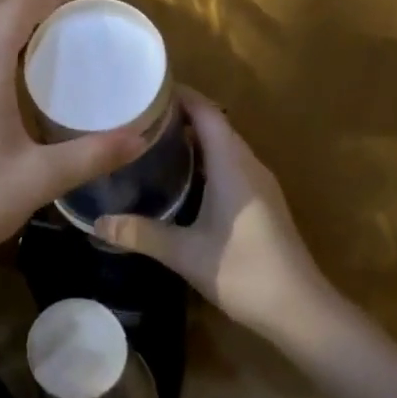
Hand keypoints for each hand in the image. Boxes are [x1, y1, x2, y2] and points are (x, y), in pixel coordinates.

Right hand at [95, 90, 334, 341]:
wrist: (299, 309)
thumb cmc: (243, 270)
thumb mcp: (185, 252)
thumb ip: (140, 234)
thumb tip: (97, 223)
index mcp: (233, 165)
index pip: (207, 112)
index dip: (180, 95)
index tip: (145, 89)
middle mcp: (248, 165)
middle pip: (215, 124)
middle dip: (180, 114)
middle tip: (138, 115)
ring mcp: (259, 184)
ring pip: (224, 146)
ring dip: (194, 138)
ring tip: (152, 139)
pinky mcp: (261, 202)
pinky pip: (230, 165)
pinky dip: (205, 159)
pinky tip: (181, 177)